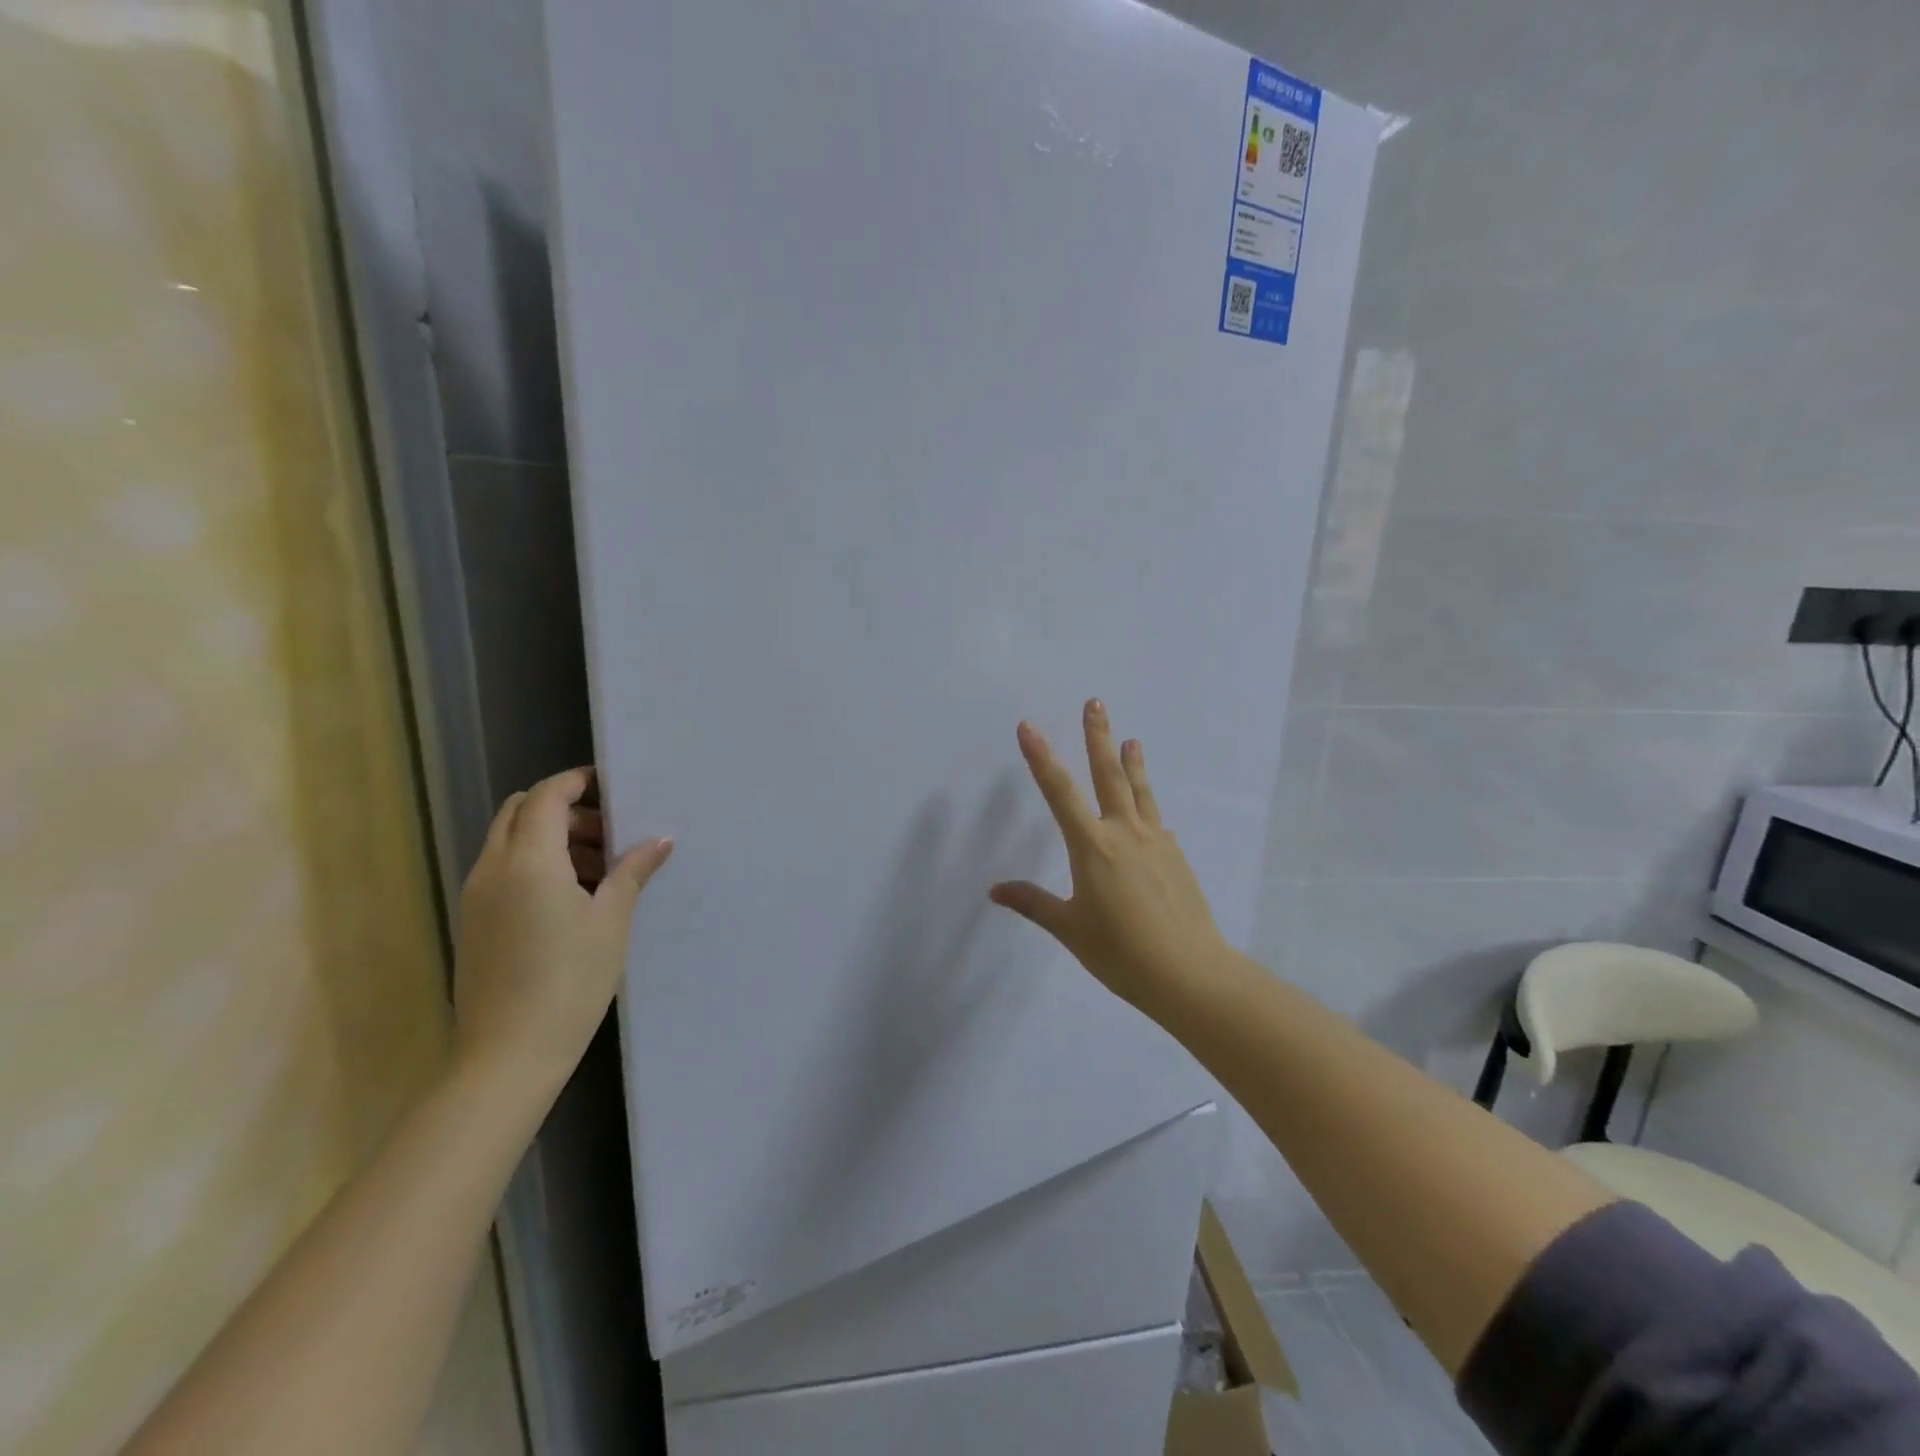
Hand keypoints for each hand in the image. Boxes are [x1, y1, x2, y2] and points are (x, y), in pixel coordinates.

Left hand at [454, 767, 672, 1093]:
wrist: (508, 1055)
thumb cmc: (570, 981)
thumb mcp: (611, 921)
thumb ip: (632, 872)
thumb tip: (659, 841)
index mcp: (529, 862)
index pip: (545, 797)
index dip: (576, 783)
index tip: (611, 785)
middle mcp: (493, 869)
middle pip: (519, 811)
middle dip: (562, 809)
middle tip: (607, 832)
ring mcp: (476, 897)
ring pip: (508, 841)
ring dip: (549, 837)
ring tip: (599, 869)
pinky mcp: (473, 922)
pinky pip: (502, 870)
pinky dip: (534, 864)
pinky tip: (572, 898)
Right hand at [991, 701, 1228, 1018]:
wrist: (1189, 972)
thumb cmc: (1121, 951)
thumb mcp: (1070, 928)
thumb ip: (1034, 903)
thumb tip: (996, 890)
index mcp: (1093, 846)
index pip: (1060, 792)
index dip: (1041, 757)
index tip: (1029, 727)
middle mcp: (1125, 832)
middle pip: (1108, 774)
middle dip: (1098, 736)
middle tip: (1095, 702)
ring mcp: (1156, 841)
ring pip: (1140, 791)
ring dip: (1132, 763)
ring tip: (1131, 739)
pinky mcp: (1176, 856)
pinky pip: (1157, 822)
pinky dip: (1149, 808)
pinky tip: (1151, 815)